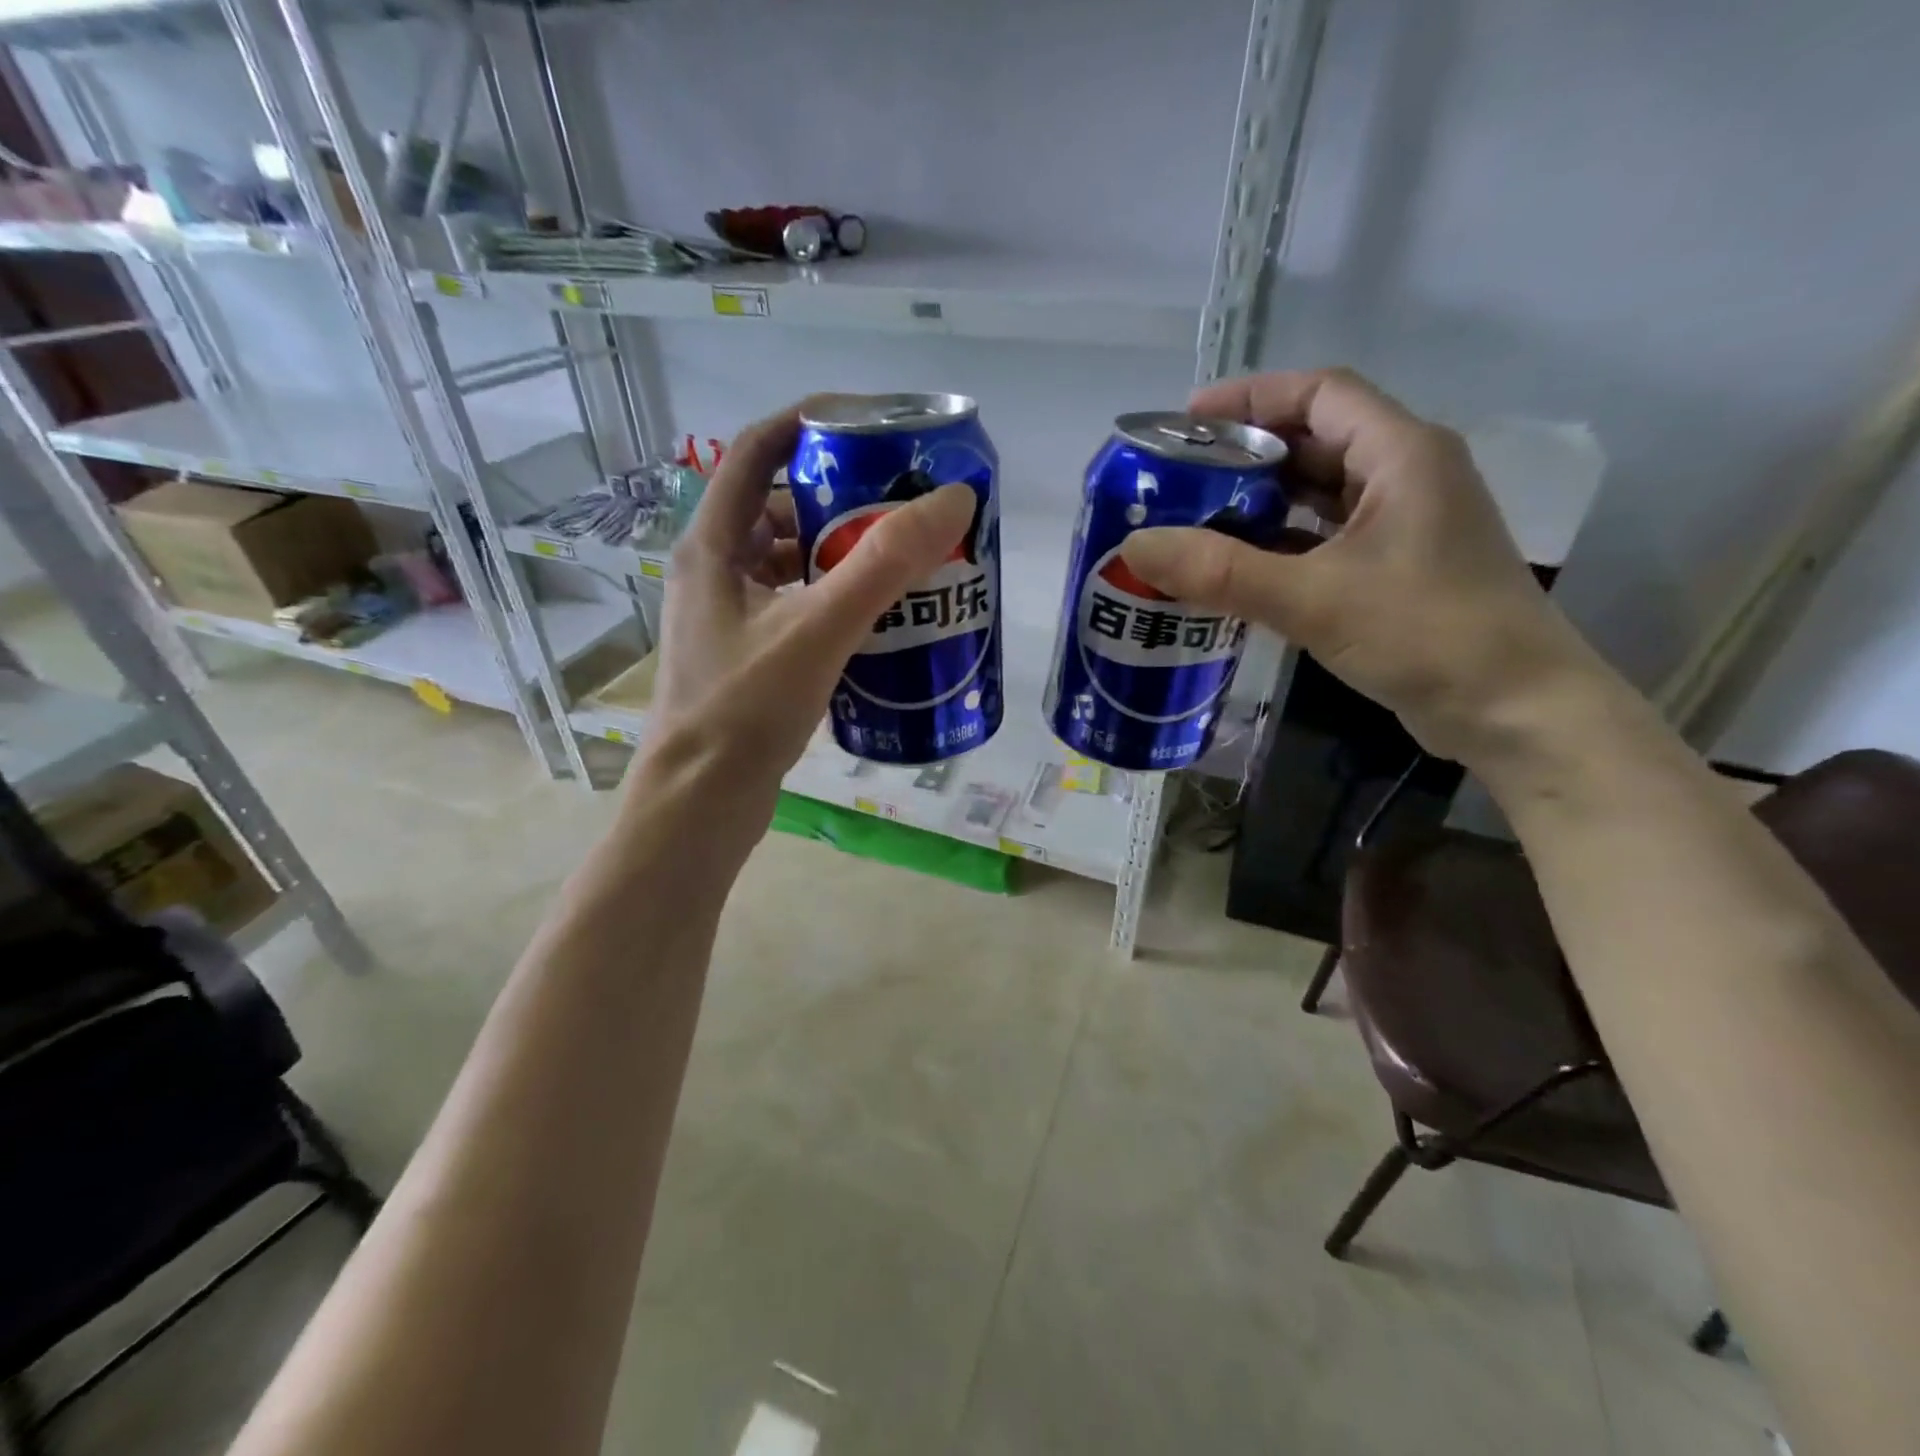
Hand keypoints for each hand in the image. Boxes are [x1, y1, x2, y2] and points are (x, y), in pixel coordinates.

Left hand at [638, 400, 975, 818]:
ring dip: (846, 553)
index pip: (758, 449)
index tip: (876, 425)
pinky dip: (838, 599)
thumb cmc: (745, 710)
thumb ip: (884, 563)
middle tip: (910, 505)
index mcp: (714, 543)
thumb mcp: (819, 629)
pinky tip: (880, 619)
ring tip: (907, 561)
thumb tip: (953, 497)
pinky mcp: (749, 654)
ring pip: (794, 560)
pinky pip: (799, 605)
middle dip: (847, 498)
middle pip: (785, 505)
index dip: (813, 422)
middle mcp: (716, 570)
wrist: (701, 805)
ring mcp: (730, 615)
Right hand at [1121, 368, 1601, 764]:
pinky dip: (1279, 546)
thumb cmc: (1426, 635)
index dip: (1251, 397)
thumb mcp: (1314, 598)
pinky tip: (1235, 569)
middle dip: (1244, 455)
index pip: (1321, 393)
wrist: (1515, 711)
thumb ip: (1222, 572)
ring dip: (1259, 503)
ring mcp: (1403, 526)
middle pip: (1315, 441)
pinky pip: (1324, 540)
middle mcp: (1406, 476)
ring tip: (1194, 521)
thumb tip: (1135, 547)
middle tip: (1178, 479)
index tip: (1186, 422)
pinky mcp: (1395, 570)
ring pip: (1319, 494)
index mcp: (1402, 453)